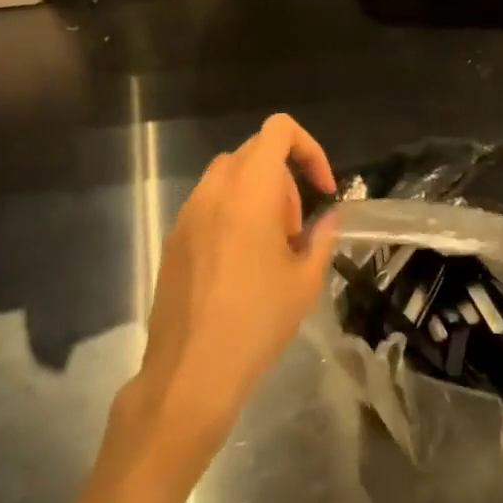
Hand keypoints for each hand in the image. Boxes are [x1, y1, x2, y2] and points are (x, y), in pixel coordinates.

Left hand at [129, 114, 337, 469]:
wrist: (190, 372)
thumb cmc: (257, 321)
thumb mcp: (305, 280)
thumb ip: (321, 236)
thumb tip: (329, 217)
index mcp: (251, 189)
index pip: (279, 130)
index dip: (309, 148)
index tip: (322, 189)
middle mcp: (215, 189)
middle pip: (255, 152)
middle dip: (284, 178)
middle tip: (295, 228)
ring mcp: (188, 212)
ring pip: (229, 176)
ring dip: (258, 194)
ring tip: (270, 246)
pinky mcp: (173, 237)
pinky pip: (208, 204)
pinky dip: (232, 213)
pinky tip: (240, 264)